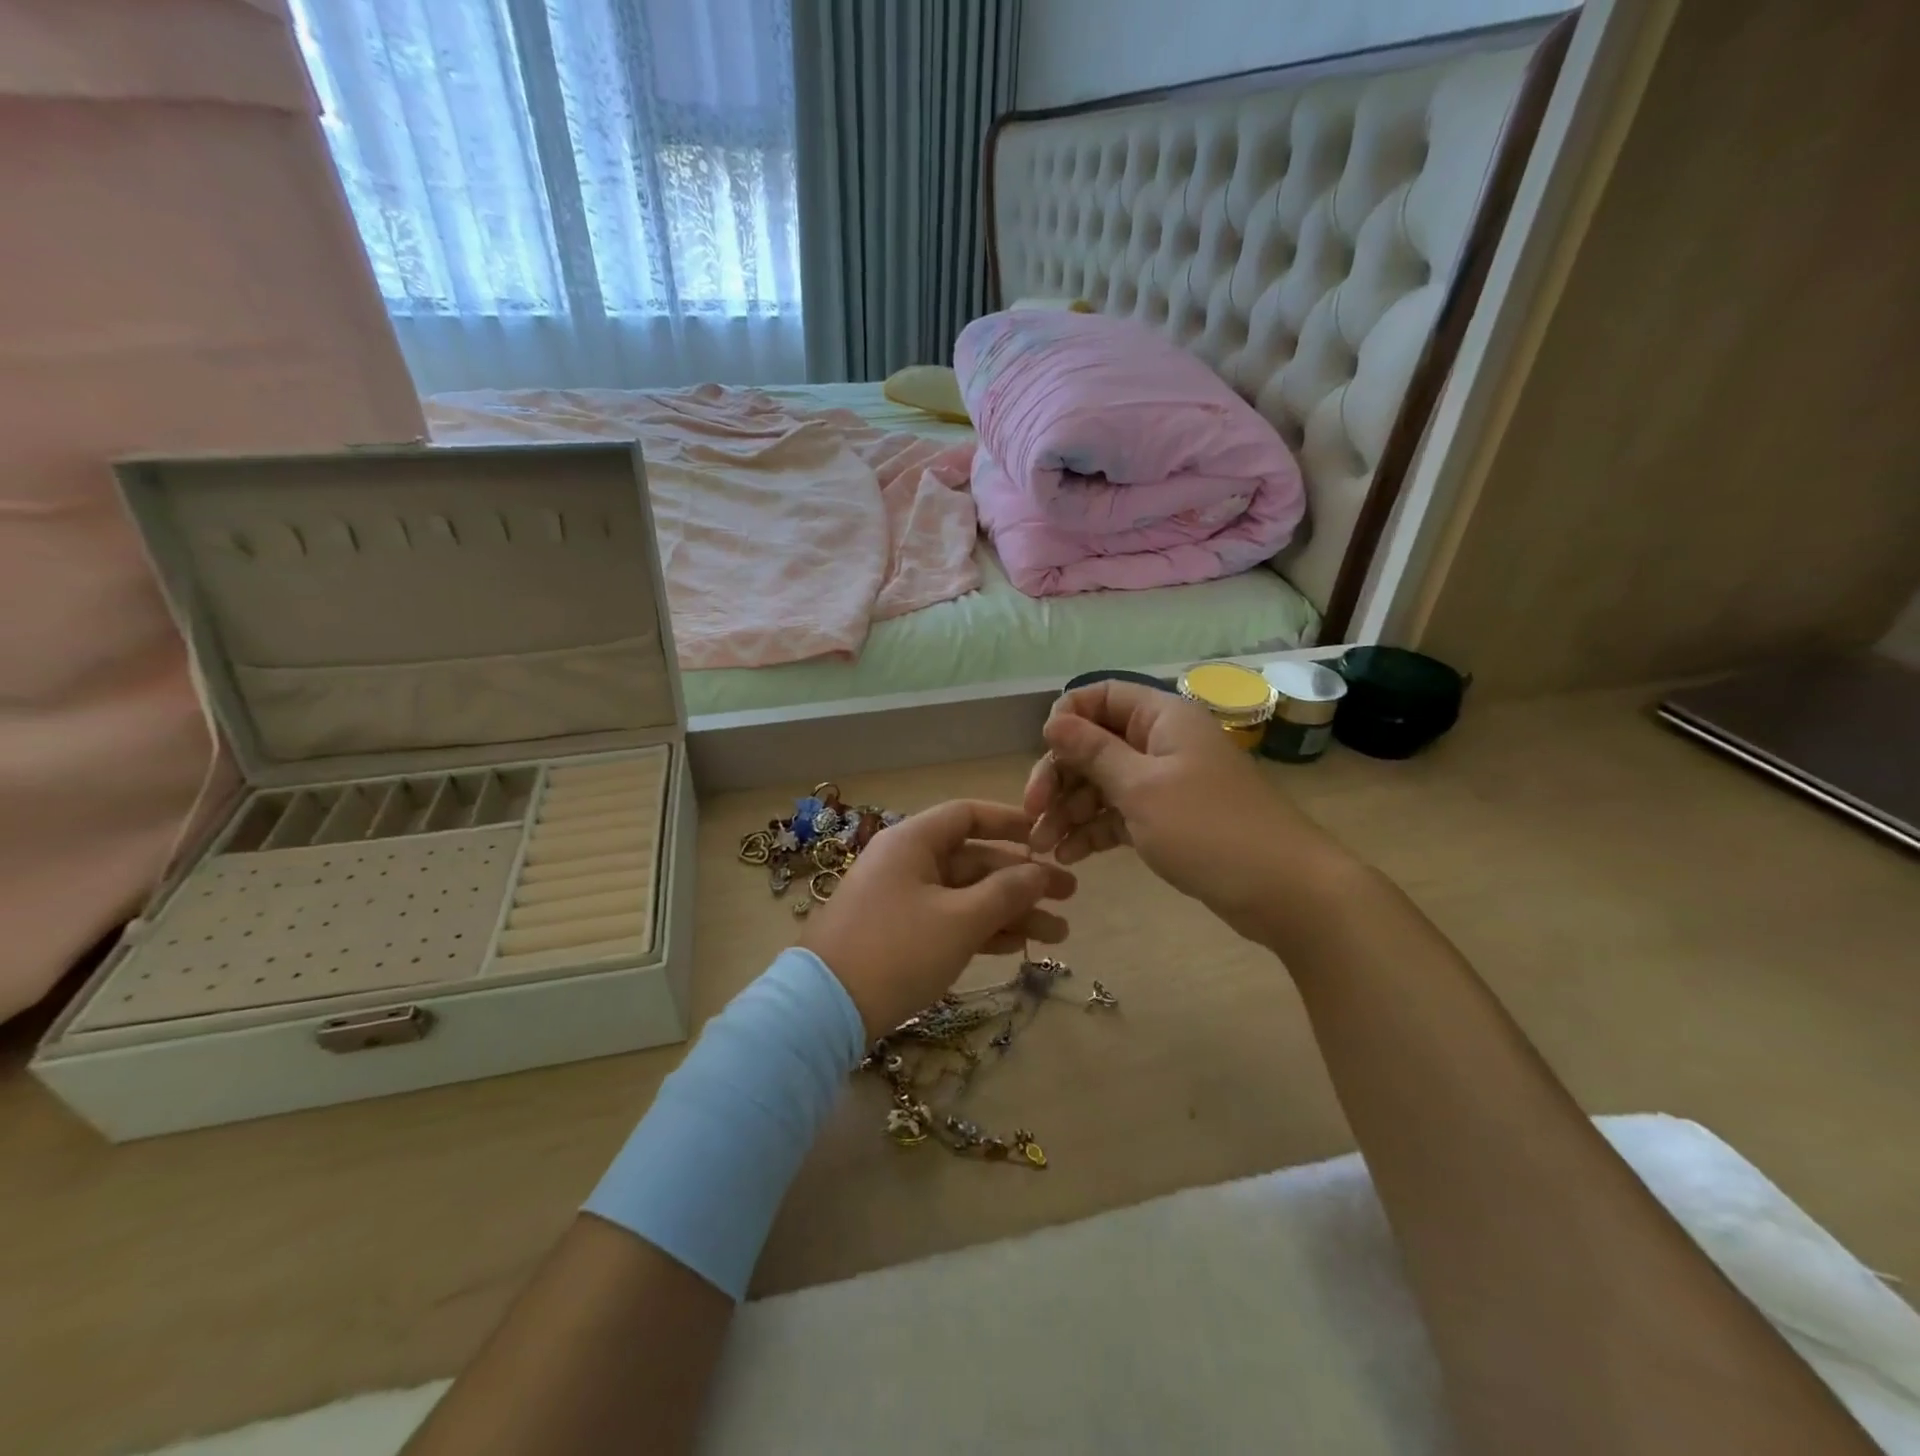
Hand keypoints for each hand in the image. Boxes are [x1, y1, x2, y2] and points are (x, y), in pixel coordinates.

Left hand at [800, 800, 1076, 1037]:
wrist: (825, 1011)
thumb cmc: (897, 951)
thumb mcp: (959, 920)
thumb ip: (1006, 892)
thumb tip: (1040, 871)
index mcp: (913, 842)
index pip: (967, 815)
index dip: (1010, 823)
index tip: (1048, 838)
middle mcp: (907, 862)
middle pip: (973, 859)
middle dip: (1022, 878)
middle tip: (1070, 895)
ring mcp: (901, 899)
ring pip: (966, 894)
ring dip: (1010, 910)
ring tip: (1059, 933)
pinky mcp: (899, 934)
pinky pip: (950, 919)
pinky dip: (982, 929)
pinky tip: (1019, 945)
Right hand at [1023, 679, 1347, 941]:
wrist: (1285, 890)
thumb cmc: (1209, 829)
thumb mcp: (1141, 788)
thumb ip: (1093, 752)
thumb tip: (1053, 720)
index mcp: (1161, 717)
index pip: (1099, 696)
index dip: (1066, 720)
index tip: (1043, 756)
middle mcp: (1161, 742)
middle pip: (1094, 744)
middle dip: (1059, 778)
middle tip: (1033, 815)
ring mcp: (1166, 782)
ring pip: (1103, 783)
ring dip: (1069, 810)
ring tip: (1043, 845)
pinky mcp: (1168, 819)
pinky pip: (1119, 813)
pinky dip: (1093, 831)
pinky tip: (1068, 855)